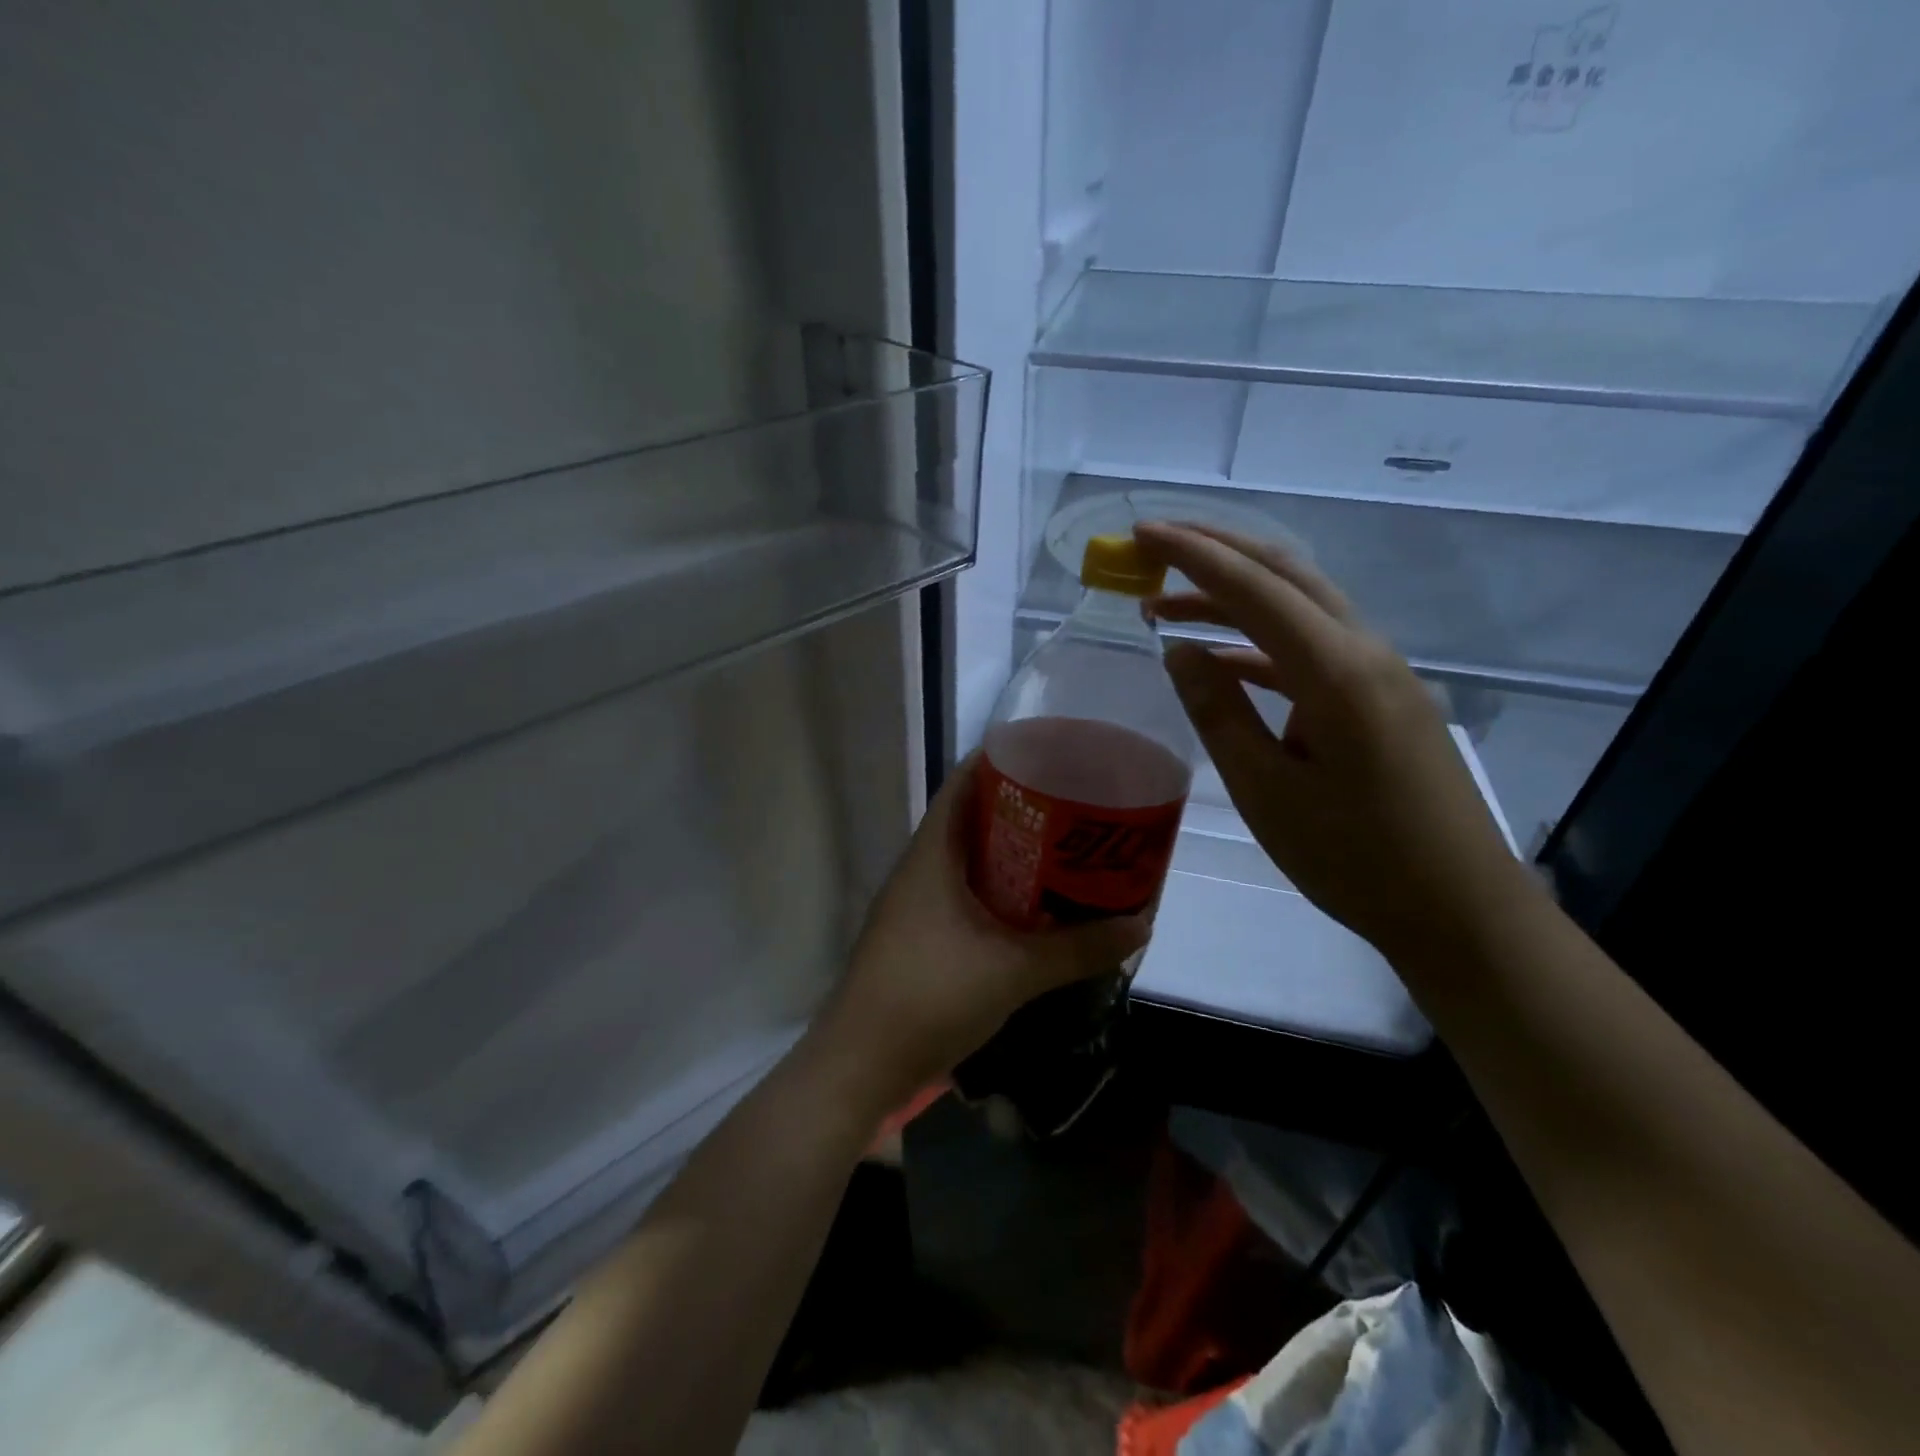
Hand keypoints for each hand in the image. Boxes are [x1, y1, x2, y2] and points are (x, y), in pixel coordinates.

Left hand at [814, 755, 1147, 1109]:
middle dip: (1023, 808)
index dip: (1004, 760)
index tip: (1054, 756)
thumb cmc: (929, 996)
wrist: (861, 1065)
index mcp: (932, 853)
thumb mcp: (1013, 971)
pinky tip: (1037, 907)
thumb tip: (1139, 925)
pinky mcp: (923, 936)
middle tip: (1077, 806)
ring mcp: (918, 903)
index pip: (964, 782)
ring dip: (1013, 853)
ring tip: (1068, 850)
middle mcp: (922, 868)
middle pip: (973, 818)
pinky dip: (1001, 891)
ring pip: (971, 859)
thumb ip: (1077, 948)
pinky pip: (968, 894)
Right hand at [1135, 521, 1532, 965]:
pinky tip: (1221, 662)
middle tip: (1154, 547)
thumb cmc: (1355, 859)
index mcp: (1336, 672)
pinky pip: (1314, 648)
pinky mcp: (1383, 697)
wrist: (1459, 910)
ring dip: (1235, 597)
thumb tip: (1180, 650)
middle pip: (1286, 574)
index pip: (1253, 589)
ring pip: (1301, 606)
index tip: (1141, 533)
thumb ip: (1219, 711)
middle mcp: (1365, 653)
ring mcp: (1381, 673)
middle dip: (1217, 551)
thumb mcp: (1265, 790)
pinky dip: (1262, 642)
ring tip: (1168, 609)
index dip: (1192, 556)